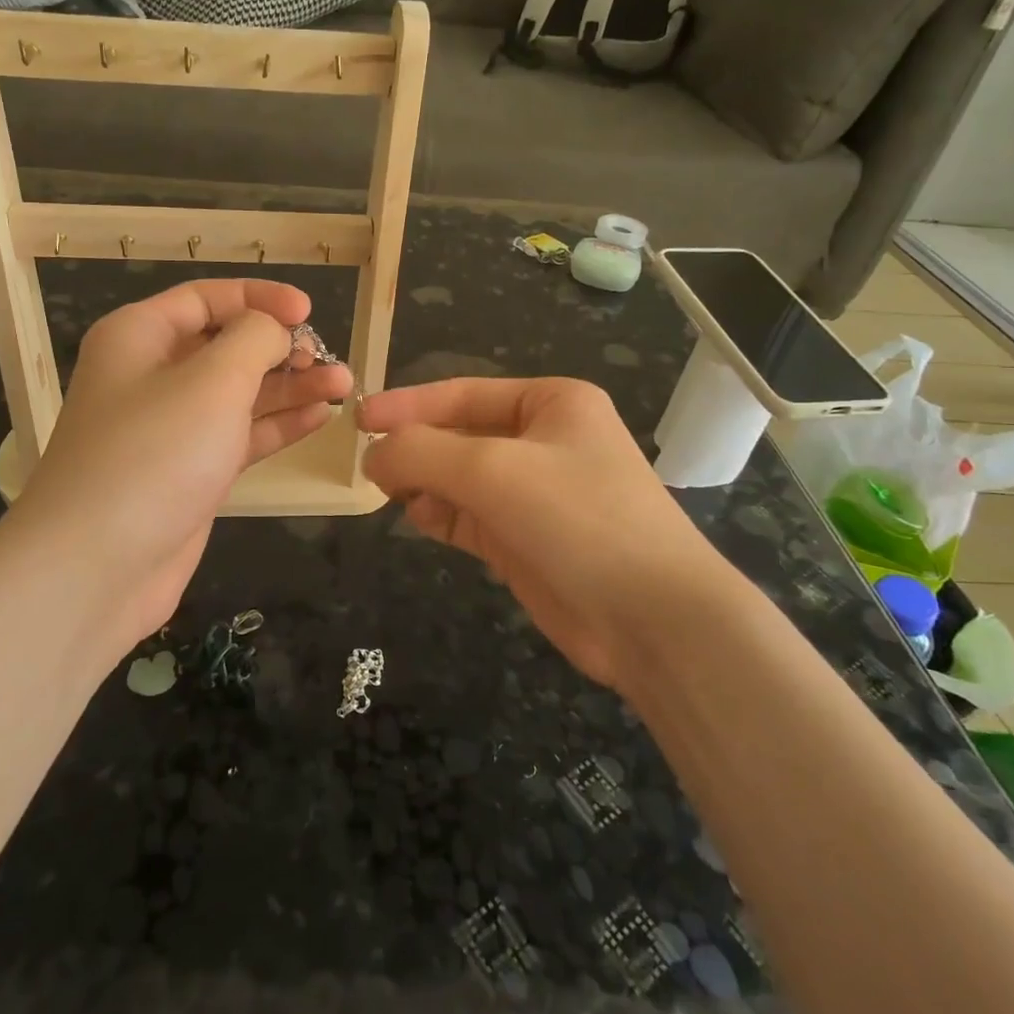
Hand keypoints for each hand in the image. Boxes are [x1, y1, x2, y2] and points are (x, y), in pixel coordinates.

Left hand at [6, 279, 350, 660]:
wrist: (97, 568)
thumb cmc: (155, 454)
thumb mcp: (213, 380)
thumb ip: (254, 339)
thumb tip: (274, 329)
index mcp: (139, 336)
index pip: (206, 298)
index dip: (260, 299)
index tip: (308, 312)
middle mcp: (152, 375)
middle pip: (226, 345)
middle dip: (281, 348)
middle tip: (328, 361)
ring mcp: (172, 428)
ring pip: (239, 393)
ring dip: (290, 387)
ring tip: (344, 385)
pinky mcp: (190, 472)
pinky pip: (240, 435)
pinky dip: (278, 425)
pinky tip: (321, 417)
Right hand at [360, 377, 733, 692]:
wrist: (652, 620)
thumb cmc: (577, 518)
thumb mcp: (492, 470)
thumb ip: (422, 452)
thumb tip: (373, 454)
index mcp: (552, 403)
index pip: (463, 394)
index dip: (408, 404)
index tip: (360, 418)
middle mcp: (544, 442)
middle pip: (459, 435)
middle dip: (417, 448)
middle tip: (370, 466)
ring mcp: (535, 494)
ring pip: (460, 478)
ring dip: (425, 483)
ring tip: (395, 494)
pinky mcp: (525, 540)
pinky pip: (468, 516)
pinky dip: (440, 515)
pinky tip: (420, 518)